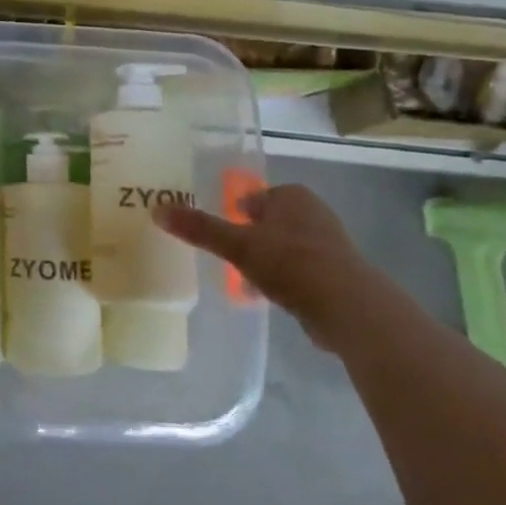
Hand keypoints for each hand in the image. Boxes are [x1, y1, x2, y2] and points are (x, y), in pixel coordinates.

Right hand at [153, 185, 385, 349]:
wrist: (348, 308)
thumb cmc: (290, 264)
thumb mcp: (236, 245)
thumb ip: (199, 228)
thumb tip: (157, 209)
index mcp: (292, 196)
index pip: (254, 196)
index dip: (235, 212)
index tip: (220, 232)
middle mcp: (313, 213)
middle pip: (269, 221)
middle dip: (250, 237)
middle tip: (228, 255)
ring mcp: (328, 244)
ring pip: (284, 246)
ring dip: (266, 260)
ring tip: (244, 279)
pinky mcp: (337, 273)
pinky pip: (299, 270)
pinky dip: (284, 279)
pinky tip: (270, 296)